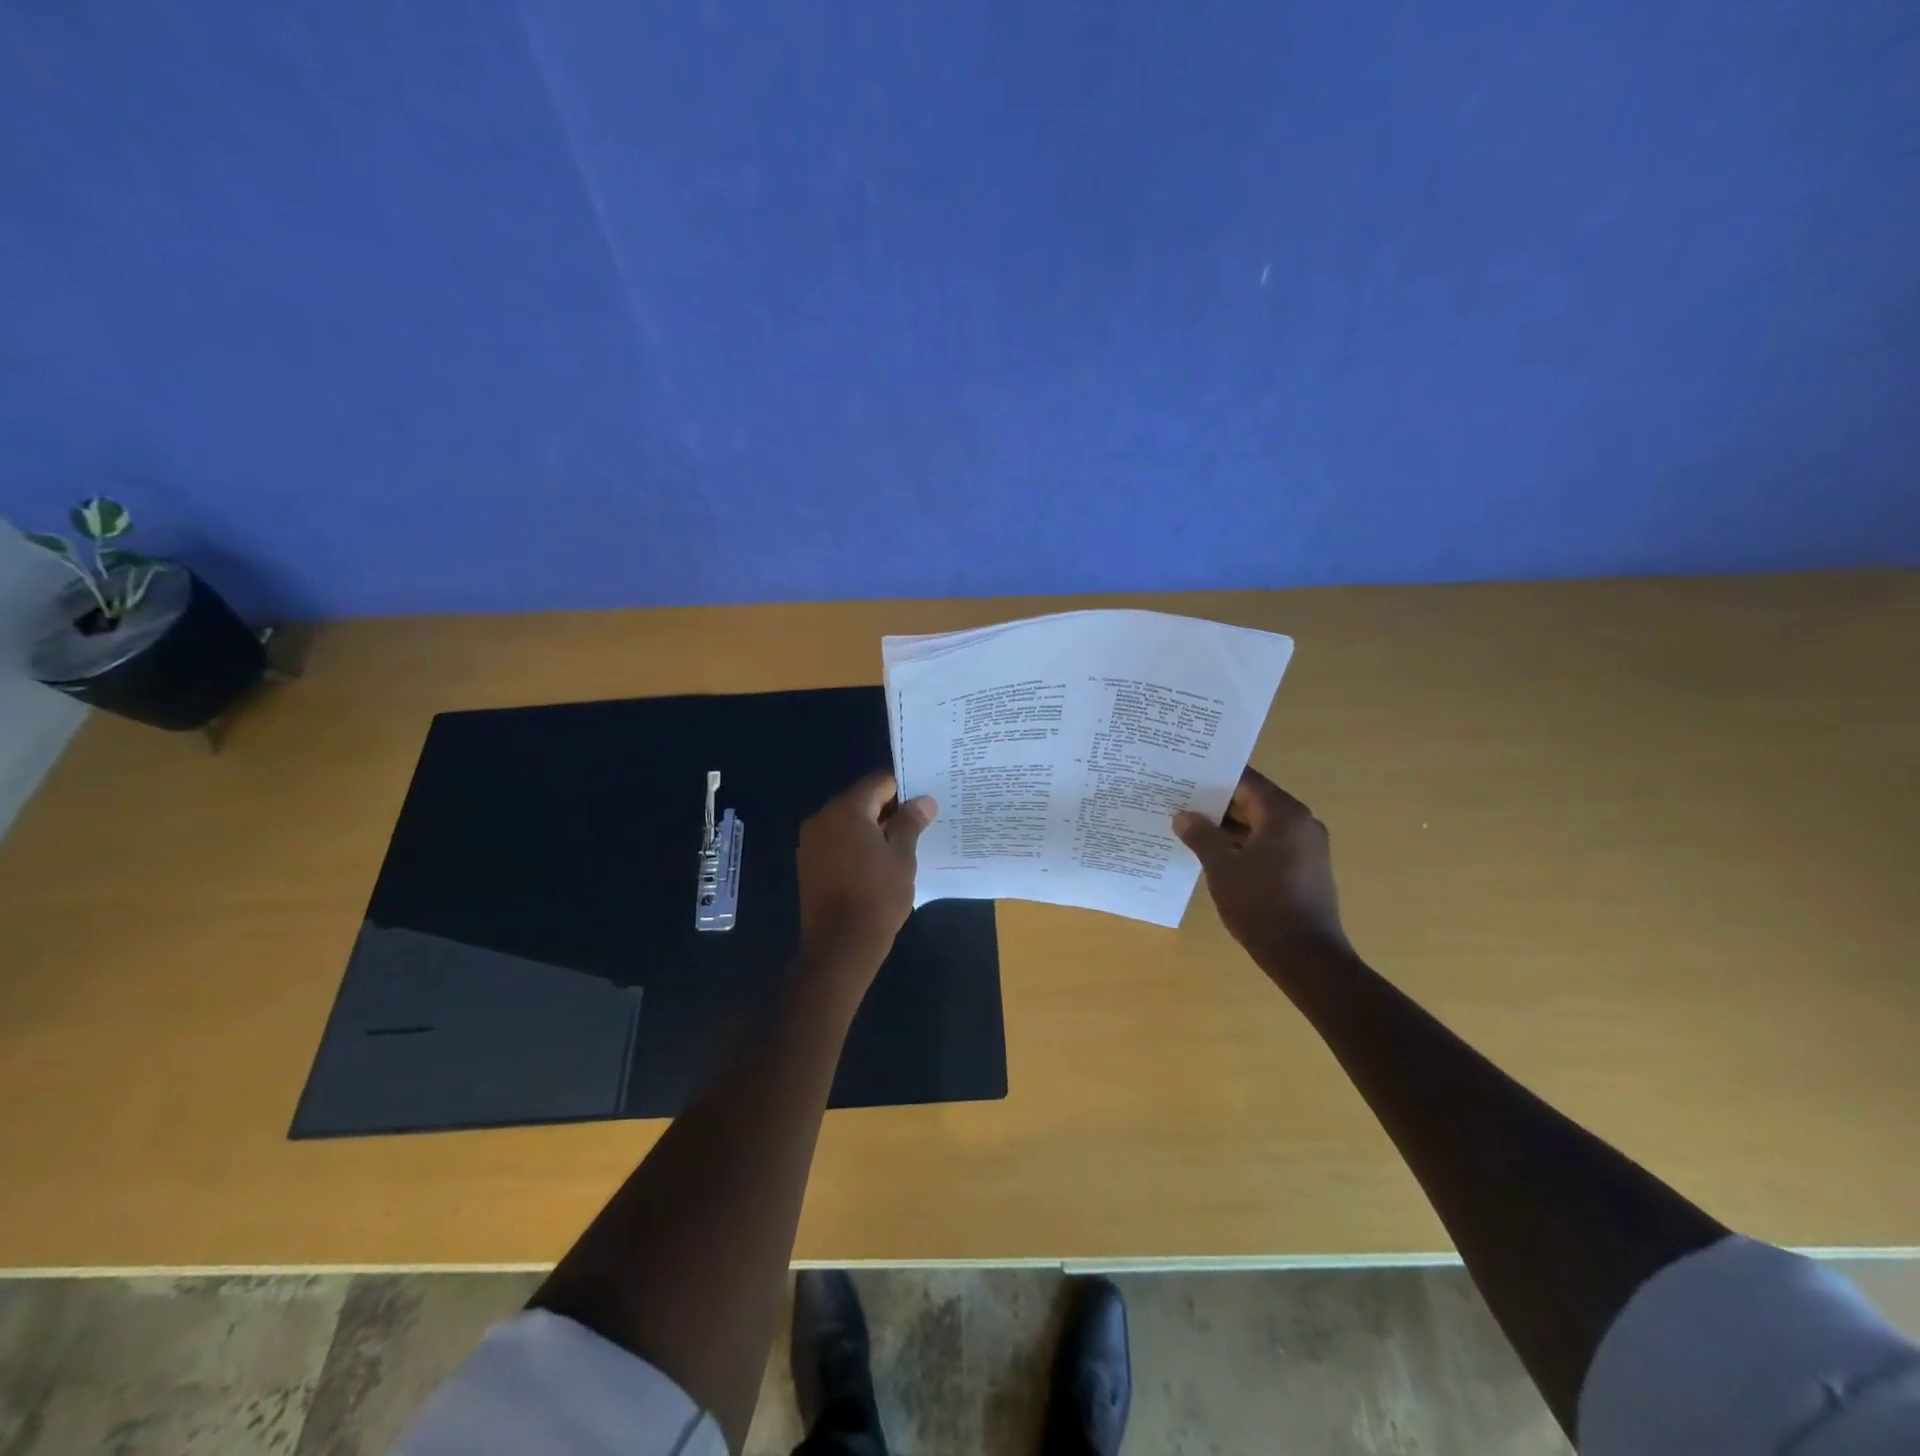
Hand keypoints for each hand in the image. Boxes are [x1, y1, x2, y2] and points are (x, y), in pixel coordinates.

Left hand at [795, 771, 936, 987]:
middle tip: (919, 823)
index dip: (904, 788)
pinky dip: (857, 844)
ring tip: (902, 844)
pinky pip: (837, 841)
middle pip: (861, 800)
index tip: (924, 801)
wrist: (840, 946)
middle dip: (889, 808)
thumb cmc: (877, 896)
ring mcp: (811, 841)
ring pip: (848, 822)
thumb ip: (911, 822)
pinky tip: (878, 862)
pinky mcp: (809, 863)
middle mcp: (822, 818)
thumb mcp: (902, 856)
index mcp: (846, 810)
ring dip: (873, 827)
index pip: (879, 782)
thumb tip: (924, 801)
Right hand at [1173, 768, 1349, 960]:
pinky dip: (1245, 842)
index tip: (1184, 775)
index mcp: (1284, 814)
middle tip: (1180, 799)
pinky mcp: (1305, 868)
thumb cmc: (1260, 904)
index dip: (1213, 777)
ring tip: (1191, 825)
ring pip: (1261, 823)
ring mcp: (1307, 846)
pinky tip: (1215, 852)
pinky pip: (1270, 843)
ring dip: (1229, 824)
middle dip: (1218, 802)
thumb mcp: (1221, 867)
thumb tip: (1183, 815)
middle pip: (1254, 800)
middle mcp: (1301, 823)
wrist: (1305, 956)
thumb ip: (1201, 835)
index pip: (1245, 780)